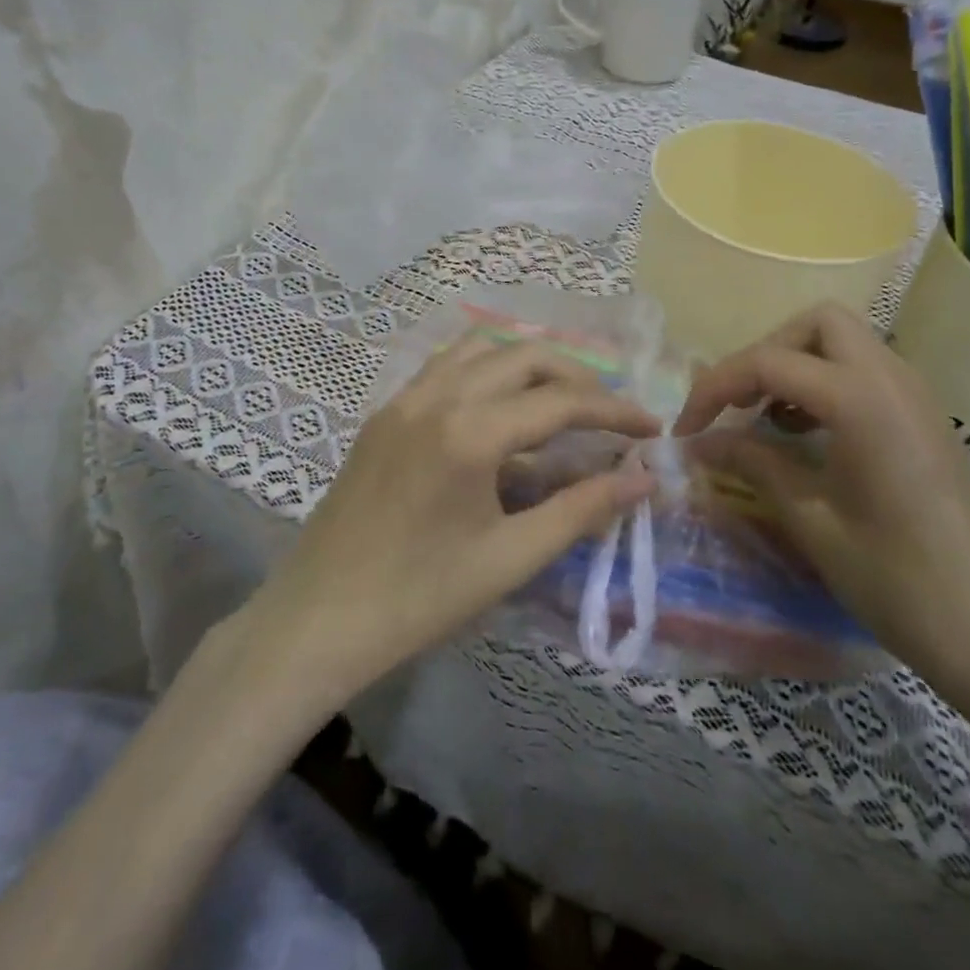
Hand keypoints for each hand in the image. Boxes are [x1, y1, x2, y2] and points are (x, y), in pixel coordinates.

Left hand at [245, 336, 659, 701]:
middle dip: (576, 375)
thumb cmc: (419, 599)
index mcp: (470, 432)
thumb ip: (580, 510)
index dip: (614, 411)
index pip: (561, 402)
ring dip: (528, 363)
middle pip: (524, 355)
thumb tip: (642, 478)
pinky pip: (445, 367)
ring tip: (559, 399)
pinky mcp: (384, 413)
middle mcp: (437, 397)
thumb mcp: (509, 558)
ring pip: (480, 349)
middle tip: (608, 412)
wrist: (317, 620)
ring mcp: (404, 399)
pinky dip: (485, 369)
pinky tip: (498, 407)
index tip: (652, 426)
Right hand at [673, 303, 969, 694]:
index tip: (686, 429)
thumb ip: (752, 464)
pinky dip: (825, 384)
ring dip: (796, 365)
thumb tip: (698, 443)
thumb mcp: (811, 519)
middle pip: (817, 324)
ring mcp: (915, 396)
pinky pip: (865, 372)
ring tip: (766, 419)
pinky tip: (807, 434)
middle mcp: (892, 378)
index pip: (769, 361)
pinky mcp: (924, 418)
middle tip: (739, 405)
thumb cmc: (897, 580)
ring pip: (844, 342)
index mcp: (862, 399)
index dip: (715, 388)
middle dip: (766, 352)